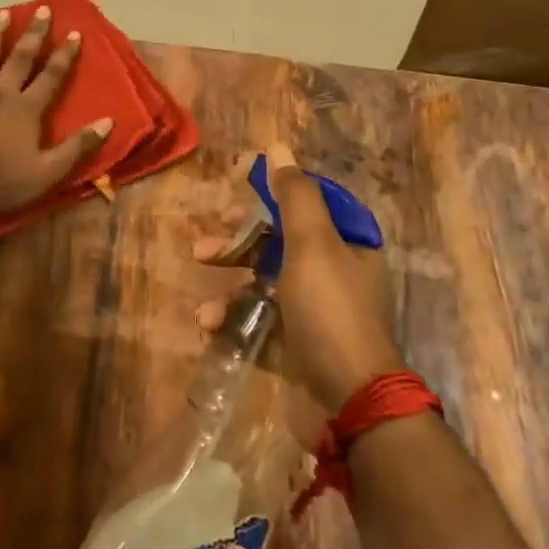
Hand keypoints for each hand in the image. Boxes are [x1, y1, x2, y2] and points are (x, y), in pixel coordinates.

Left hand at [0, 6, 113, 220]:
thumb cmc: (1, 184)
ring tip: (4, 13)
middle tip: (42, 10)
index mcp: (27, 109)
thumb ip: (78, 146)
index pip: (52, 76)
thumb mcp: (48, 173)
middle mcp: (1, 92)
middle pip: (20, 57)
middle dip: (34, 33)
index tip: (74, 33)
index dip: (64, 55)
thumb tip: (108, 122)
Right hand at [195, 144, 401, 414]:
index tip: (236, 186)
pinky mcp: (295, 342)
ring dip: (230, 273)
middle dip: (240, 235)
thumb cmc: (330, 311)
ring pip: (264, 277)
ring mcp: (314, 309)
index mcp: (348, 243)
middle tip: (209, 235)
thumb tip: (278, 147)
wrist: (349, 402)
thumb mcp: (312, 245)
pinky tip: (208, 320)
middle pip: (280, 239)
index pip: (308, 202)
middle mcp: (334, 271)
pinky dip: (232, 314)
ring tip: (200, 272)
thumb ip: (293, 196)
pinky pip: (258, 316)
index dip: (271, 191)